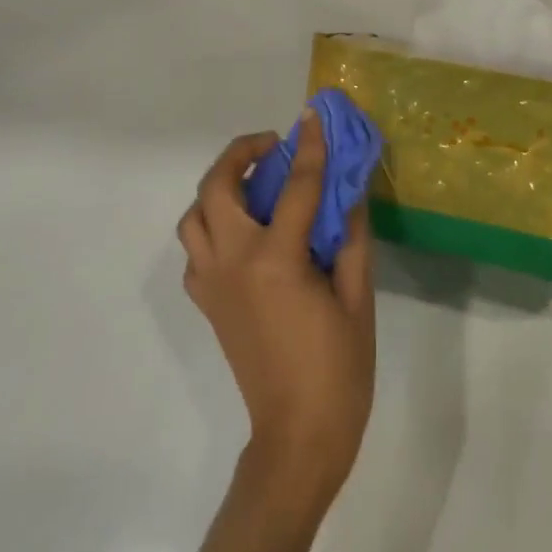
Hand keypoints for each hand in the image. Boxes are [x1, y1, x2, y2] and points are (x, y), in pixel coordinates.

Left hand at [178, 112, 376, 510]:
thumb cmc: (338, 369)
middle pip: (216, 189)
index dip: (309, 147)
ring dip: (218, 188)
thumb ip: (350, 238)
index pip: (294, 187)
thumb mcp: (357, 298)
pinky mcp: (207, 303)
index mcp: (276, 262)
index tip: (313, 115)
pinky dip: (212, 226)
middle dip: (239, 154)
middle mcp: (233, 264)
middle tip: (273, 147)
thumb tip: (348, 192)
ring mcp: (213, 284)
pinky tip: (245, 233)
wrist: (297, 436)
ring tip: (253, 184)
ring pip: (193, 216)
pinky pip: (195, 249)